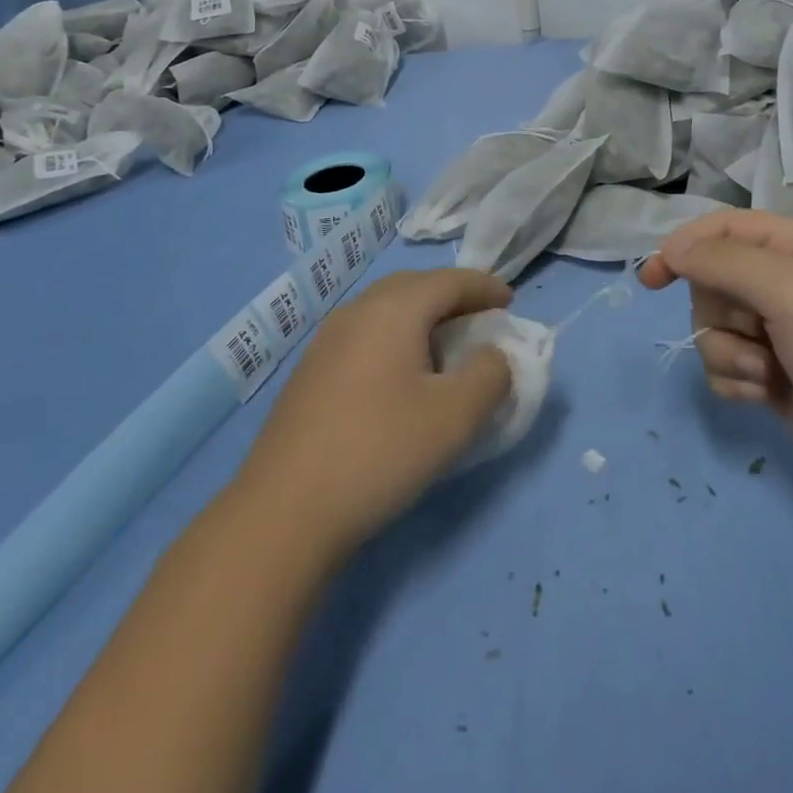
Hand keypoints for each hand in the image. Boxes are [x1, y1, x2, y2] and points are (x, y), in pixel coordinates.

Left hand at [237, 269, 512, 555]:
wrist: (283, 512)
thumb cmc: (379, 451)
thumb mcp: (455, 417)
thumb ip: (490, 376)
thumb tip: (494, 355)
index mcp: (394, 309)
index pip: (449, 280)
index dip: (484, 287)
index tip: (510, 301)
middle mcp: (357, 311)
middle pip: (414, 286)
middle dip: (451, 295)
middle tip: (479, 318)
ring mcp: (326, 340)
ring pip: (385, 309)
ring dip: (421, 316)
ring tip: (443, 345)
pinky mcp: (309, 372)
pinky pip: (365, 334)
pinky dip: (394, 337)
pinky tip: (399, 375)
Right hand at [640, 210, 792, 520]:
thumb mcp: (790, 289)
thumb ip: (723, 261)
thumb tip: (671, 249)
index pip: (723, 229)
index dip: (683, 247)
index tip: (650, 278)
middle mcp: (787, 282)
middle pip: (712, 280)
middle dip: (720, 312)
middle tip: (754, 331)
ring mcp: (780, 332)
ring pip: (712, 327)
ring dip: (728, 352)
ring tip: (766, 373)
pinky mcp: (773, 375)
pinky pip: (724, 365)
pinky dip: (736, 380)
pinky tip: (765, 396)